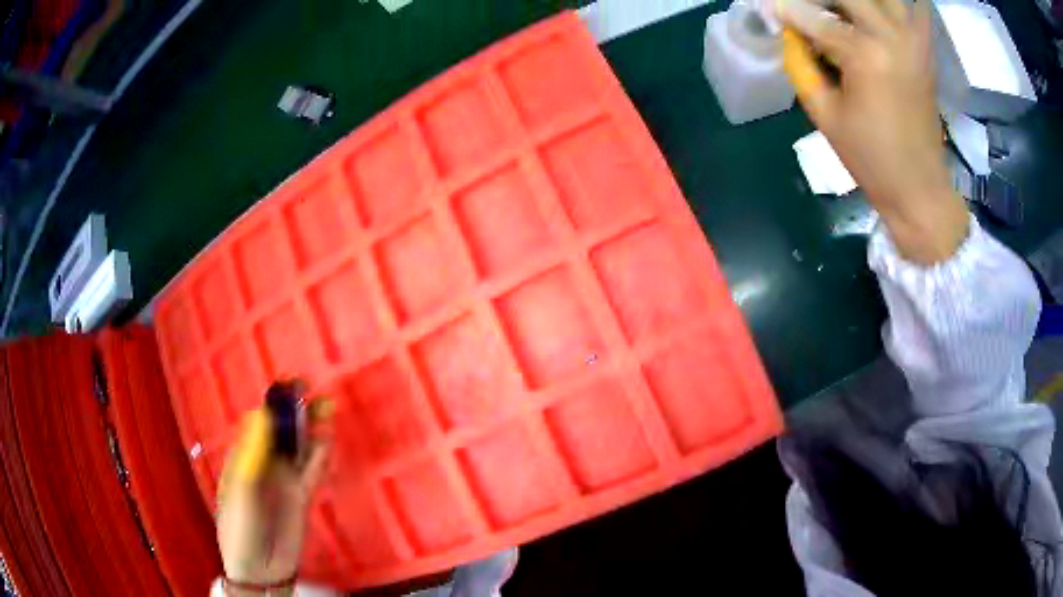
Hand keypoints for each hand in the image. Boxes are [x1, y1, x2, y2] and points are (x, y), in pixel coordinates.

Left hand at [216, 393, 330, 595]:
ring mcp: (284, 479)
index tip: (289, 384)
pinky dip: (320, 454)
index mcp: (244, 456)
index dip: (274, 402)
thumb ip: (253, 454)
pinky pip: (312, 470)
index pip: (260, 421)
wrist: (259, 568)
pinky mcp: (302, 495)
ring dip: (311, 428)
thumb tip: (263, 414)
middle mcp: (265, 463)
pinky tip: (326, 440)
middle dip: (296, 410)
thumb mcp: (242, 490)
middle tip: (312, 390)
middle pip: (282, 430)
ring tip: (326, 408)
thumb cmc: (240, 527)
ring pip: (300, 447)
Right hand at [779, 0, 968, 263]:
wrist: (919, 188)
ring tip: (839, 11)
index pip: (813, 16)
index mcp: (865, 55)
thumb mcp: (825, 115)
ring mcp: (914, 39)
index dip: (785, 10)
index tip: (768, 7)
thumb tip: (789, 31)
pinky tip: (876, 15)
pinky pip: (913, 7)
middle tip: (805, 10)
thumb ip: (801, 64)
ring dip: (856, 1)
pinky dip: (893, 5)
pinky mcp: (925, 48)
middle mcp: (892, 36)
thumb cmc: (871, 160)